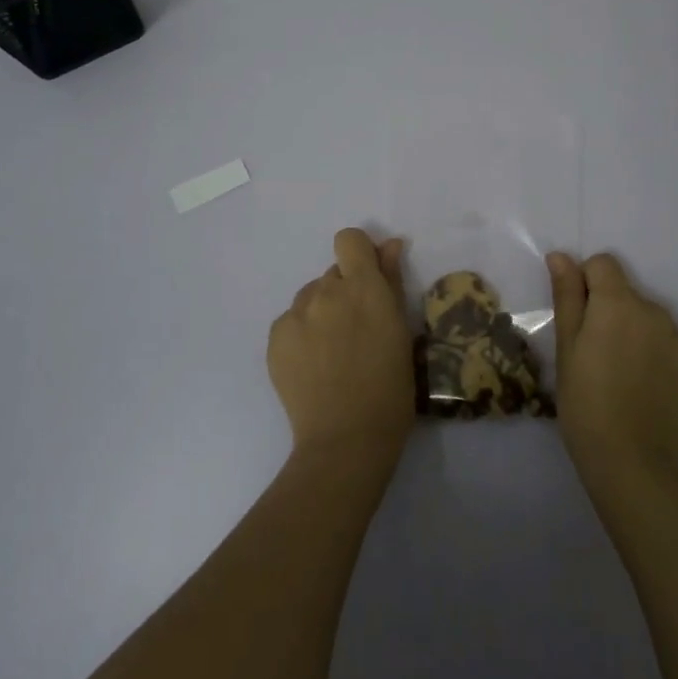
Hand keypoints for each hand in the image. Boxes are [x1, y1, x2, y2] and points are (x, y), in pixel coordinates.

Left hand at [268, 228, 415, 469]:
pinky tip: (314, 365)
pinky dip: (302, 334)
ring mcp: (295, 315)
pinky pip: (291, 321)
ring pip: (310, 298)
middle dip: (344, 291)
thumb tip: (390, 245)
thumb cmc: (390, 388)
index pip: (349, 240)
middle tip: (356, 330)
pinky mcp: (275, 338)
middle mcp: (325, 292)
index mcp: (362, 287)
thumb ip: (391, 282)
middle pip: (332, 273)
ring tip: (333, 352)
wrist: (346, 438)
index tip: (369, 280)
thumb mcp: (402, 331)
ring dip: (322, 312)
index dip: (359, 254)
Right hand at [547, 252, 677, 478]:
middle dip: (612, 313)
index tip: (579, 318)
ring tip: (623, 376)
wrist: (630, 460)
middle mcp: (656, 311)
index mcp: (619, 303)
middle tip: (597, 355)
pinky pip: (674, 349)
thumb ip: (567, 295)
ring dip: (638, 335)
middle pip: (629, 295)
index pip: (604, 264)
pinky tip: (647, 391)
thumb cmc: (584, 401)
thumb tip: (561, 255)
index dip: (586, 282)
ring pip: (652, 322)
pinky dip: (660, 361)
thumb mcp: (566, 347)